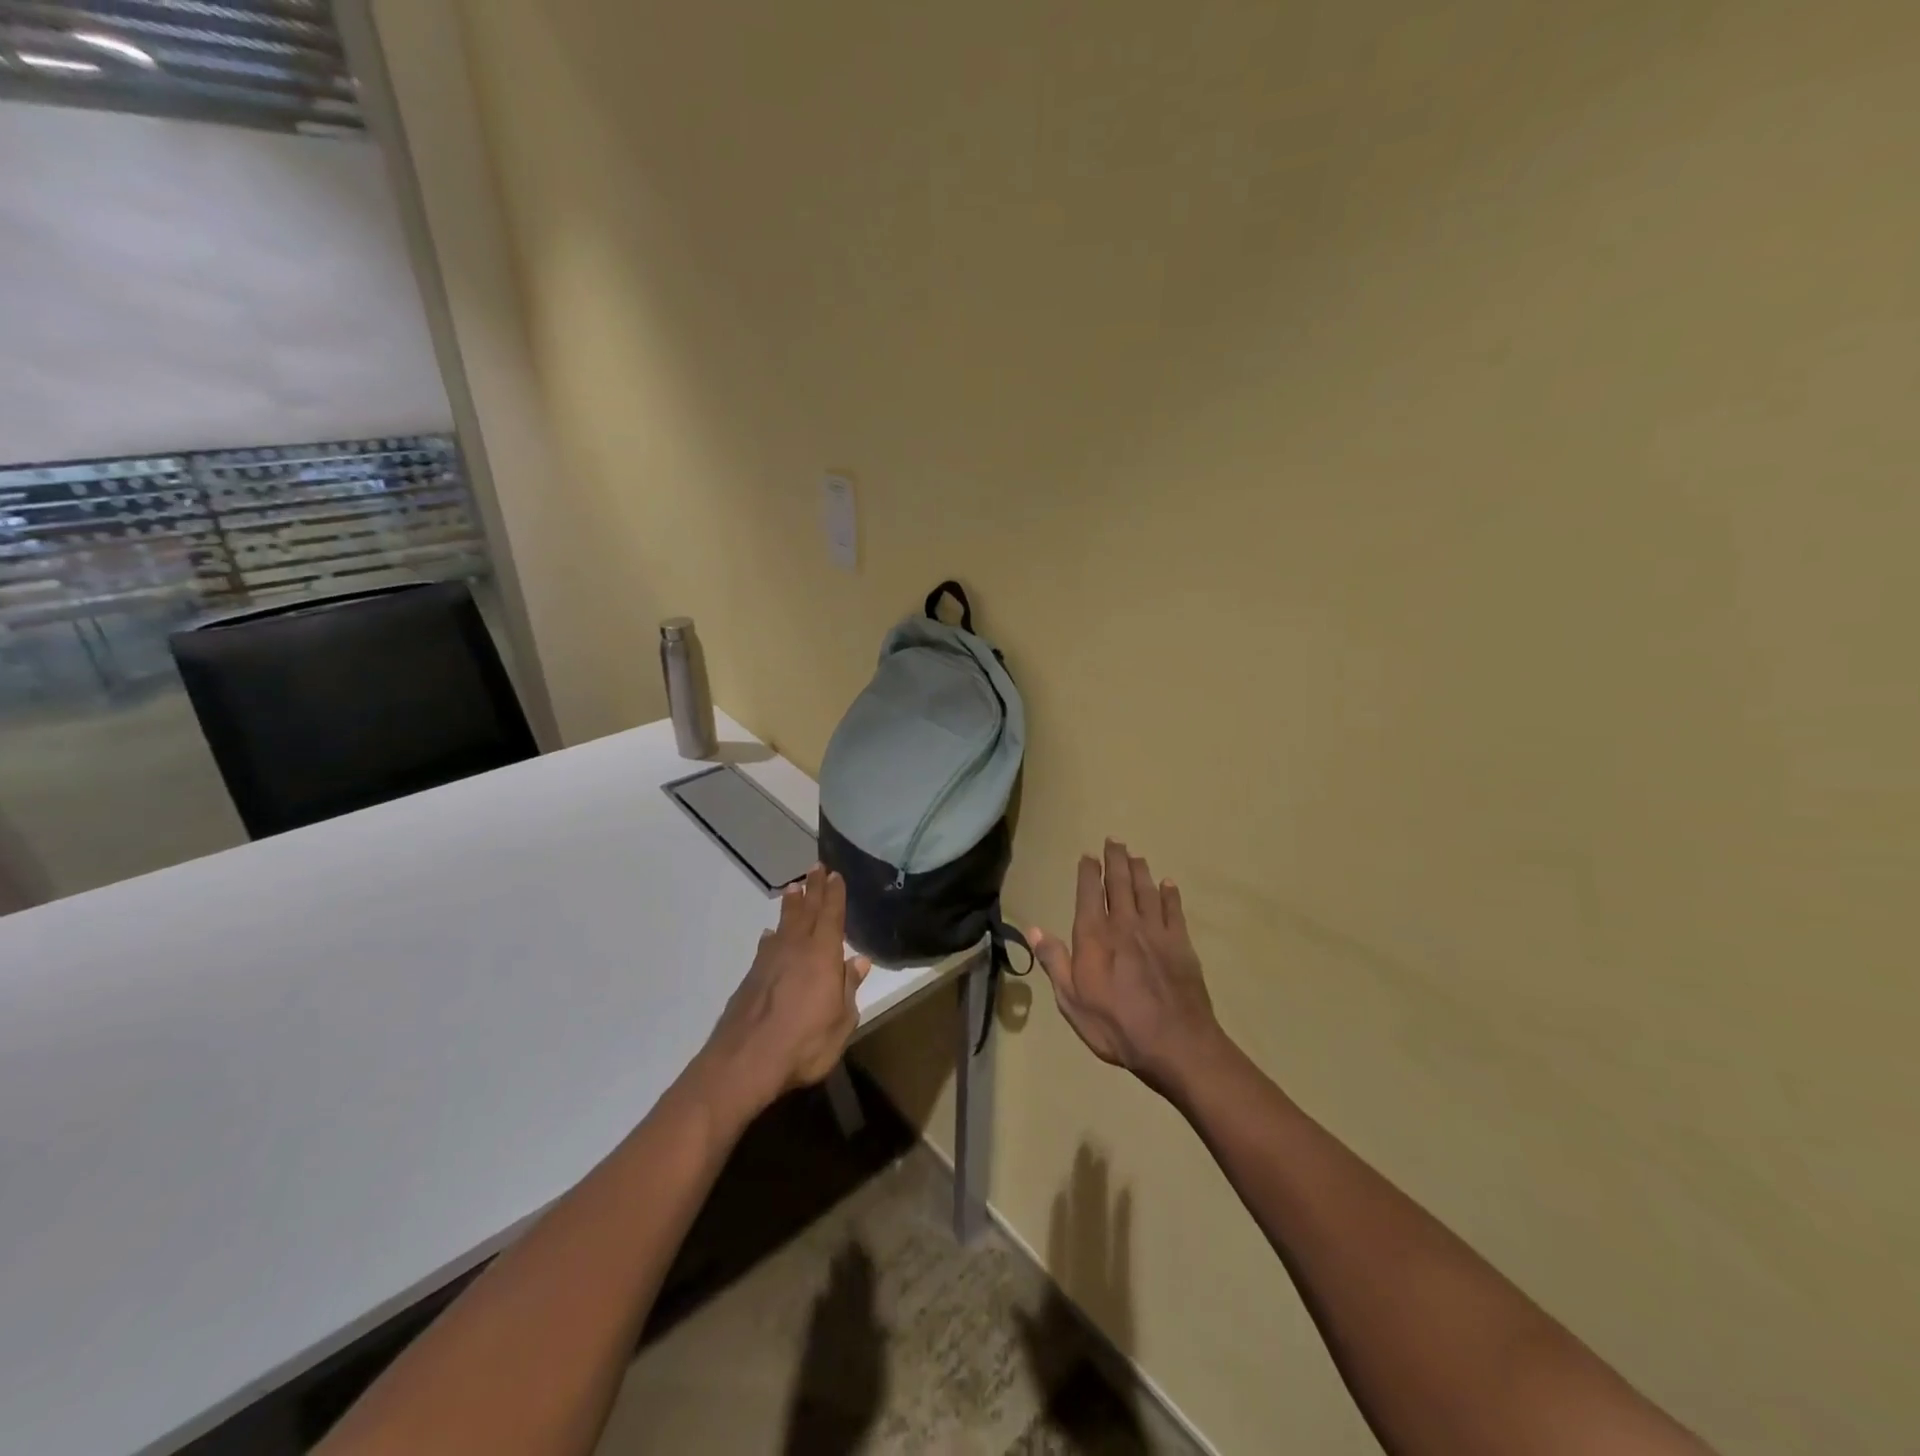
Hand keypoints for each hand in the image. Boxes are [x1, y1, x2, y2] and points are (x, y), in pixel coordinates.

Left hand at [696, 867, 871, 1124]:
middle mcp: (795, 949)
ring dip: (791, 906)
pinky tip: (769, 936)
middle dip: (813, 889)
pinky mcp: (751, 978)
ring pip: (783, 925)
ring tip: (793, 889)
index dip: (834, 894)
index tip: (836, 875)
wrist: (744, 1062)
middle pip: (806, 912)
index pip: (831, 916)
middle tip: (815, 867)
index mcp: (822, 955)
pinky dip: (771, 937)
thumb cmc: (803, 1044)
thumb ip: (848, 989)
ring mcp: (769, 962)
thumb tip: (858, 961)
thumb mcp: (841, 1022)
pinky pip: (766, 947)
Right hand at [1031, 840, 1220, 1097]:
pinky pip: (1174, 911)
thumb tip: (1033, 929)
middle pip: (1119, 883)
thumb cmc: (1116, 1026)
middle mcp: (1125, 925)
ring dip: (1140, 871)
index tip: (1087, 856)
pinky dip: (1170, 895)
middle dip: (1115, 860)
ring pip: (1146, 891)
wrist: (1175, 1044)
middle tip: (1114, 840)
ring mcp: (1156, 932)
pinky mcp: (1182, 945)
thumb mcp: (1072, 1000)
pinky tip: (1168, 884)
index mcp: (1095, 937)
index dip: (1088, 873)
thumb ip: (1054, 961)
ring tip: (1136, 855)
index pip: (1088, 894)